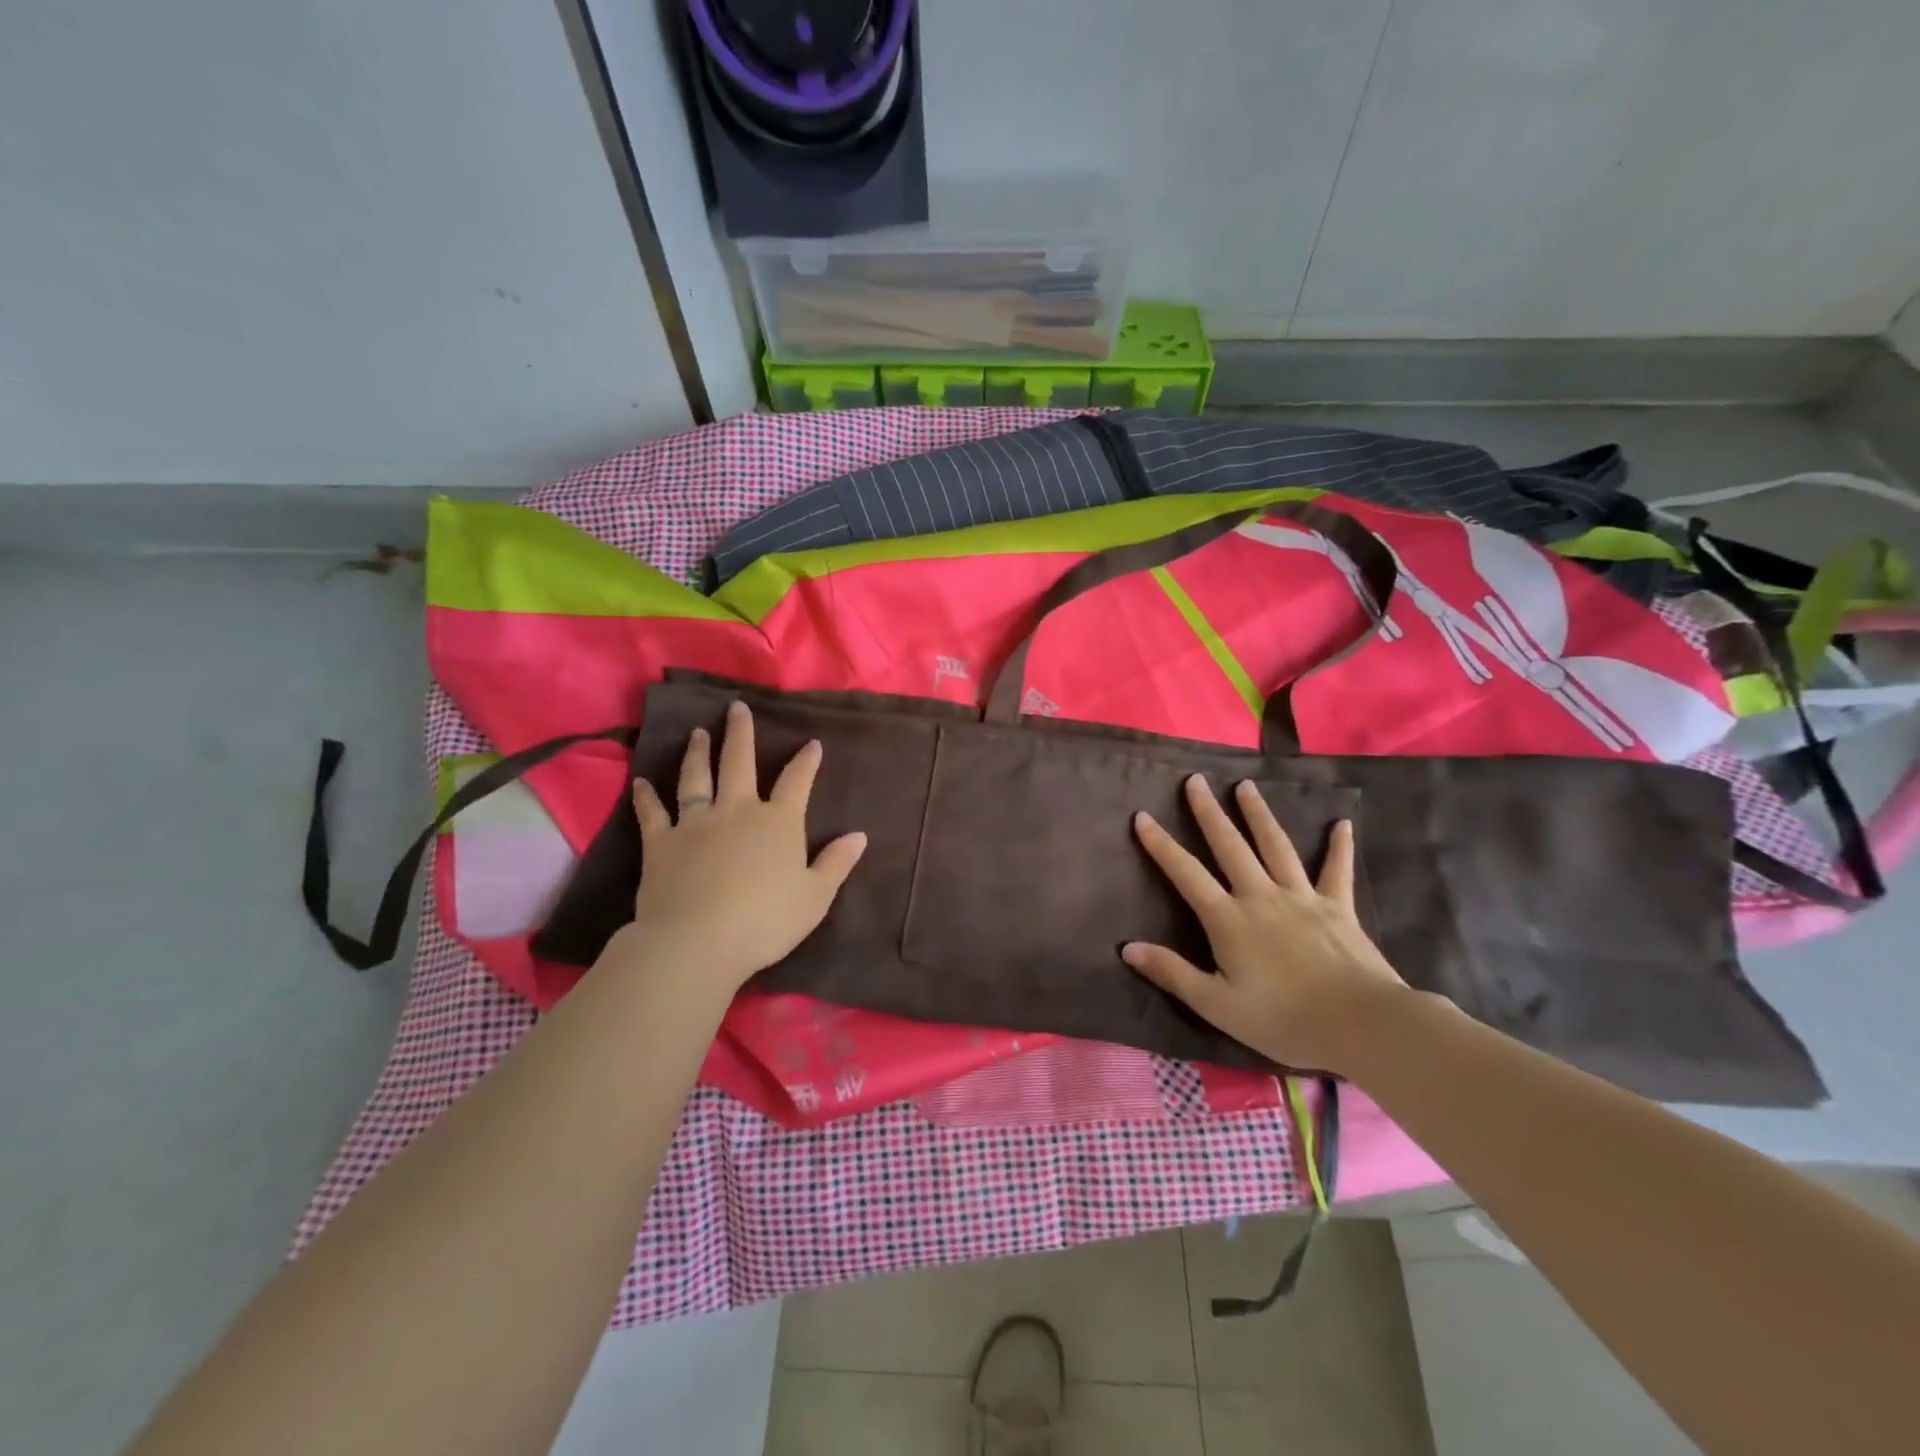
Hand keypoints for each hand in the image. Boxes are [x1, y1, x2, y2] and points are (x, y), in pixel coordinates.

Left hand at [614, 701, 866, 1008]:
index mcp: (778, 822)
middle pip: (739, 762)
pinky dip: (646, 796)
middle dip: (740, 733)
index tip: (812, 743)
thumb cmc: (765, 921)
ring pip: (696, 777)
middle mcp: (737, 810)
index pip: (797, 782)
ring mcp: (696, 822)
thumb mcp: (815, 897)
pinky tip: (640, 782)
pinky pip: (652, 813)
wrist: (698, 941)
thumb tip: (859, 835)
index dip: (806, 761)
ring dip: (698, 753)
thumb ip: (836, 863)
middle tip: (736, 707)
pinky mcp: (661, 842)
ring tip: (698, 733)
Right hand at [1123, 775, 1409, 1073]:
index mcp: (1229, 920)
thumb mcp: (1217, 1005)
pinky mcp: (1338, 907)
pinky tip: (1342, 824)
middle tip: (1196, 780)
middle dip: (1209, 812)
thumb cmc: (1283, 1018)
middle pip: (1230, 847)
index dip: (1162, 845)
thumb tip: (1128, 947)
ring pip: (1276, 846)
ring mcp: (1302, 897)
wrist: (1361, 1023)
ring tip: (1246, 786)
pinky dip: (1339, 847)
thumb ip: (1173, 973)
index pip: (1186, 874)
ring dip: (1258, 814)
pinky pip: (1336, 871)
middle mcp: (1261, 897)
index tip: (1143, 816)